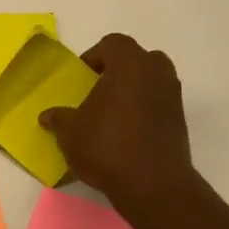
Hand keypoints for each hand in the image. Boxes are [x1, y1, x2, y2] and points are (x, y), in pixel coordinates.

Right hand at [40, 34, 195, 218]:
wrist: (152, 184)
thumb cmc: (106, 147)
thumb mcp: (70, 133)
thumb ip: (59, 119)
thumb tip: (48, 116)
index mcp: (129, 64)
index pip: (111, 44)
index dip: (92, 57)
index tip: (80, 79)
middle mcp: (157, 72)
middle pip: (135, 59)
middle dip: (116, 71)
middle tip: (96, 93)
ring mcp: (173, 95)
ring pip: (149, 81)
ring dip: (131, 91)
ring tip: (109, 116)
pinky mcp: (180, 119)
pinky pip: (157, 103)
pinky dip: (142, 110)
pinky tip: (125, 134)